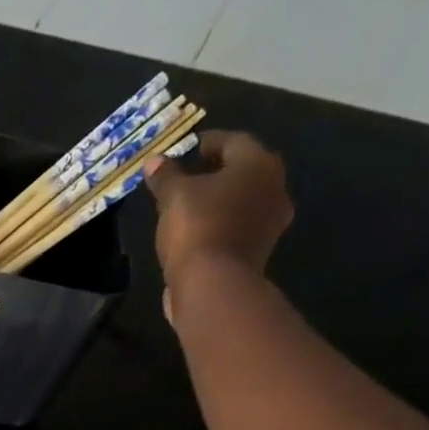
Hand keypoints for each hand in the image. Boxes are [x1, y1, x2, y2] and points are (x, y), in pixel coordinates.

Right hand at [143, 131, 292, 298]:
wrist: (213, 287)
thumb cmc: (197, 229)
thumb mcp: (173, 197)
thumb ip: (165, 176)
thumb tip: (154, 161)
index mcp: (258, 164)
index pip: (234, 141)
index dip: (209, 142)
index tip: (189, 147)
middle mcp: (274, 189)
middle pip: (243, 173)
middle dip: (217, 173)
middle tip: (191, 176)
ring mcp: (270, 225)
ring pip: (242, 203)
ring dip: (220, 202)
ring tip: (190, 208)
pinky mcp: (258, 254)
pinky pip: (237, 230)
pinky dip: (220, 226)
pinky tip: (198, 233)